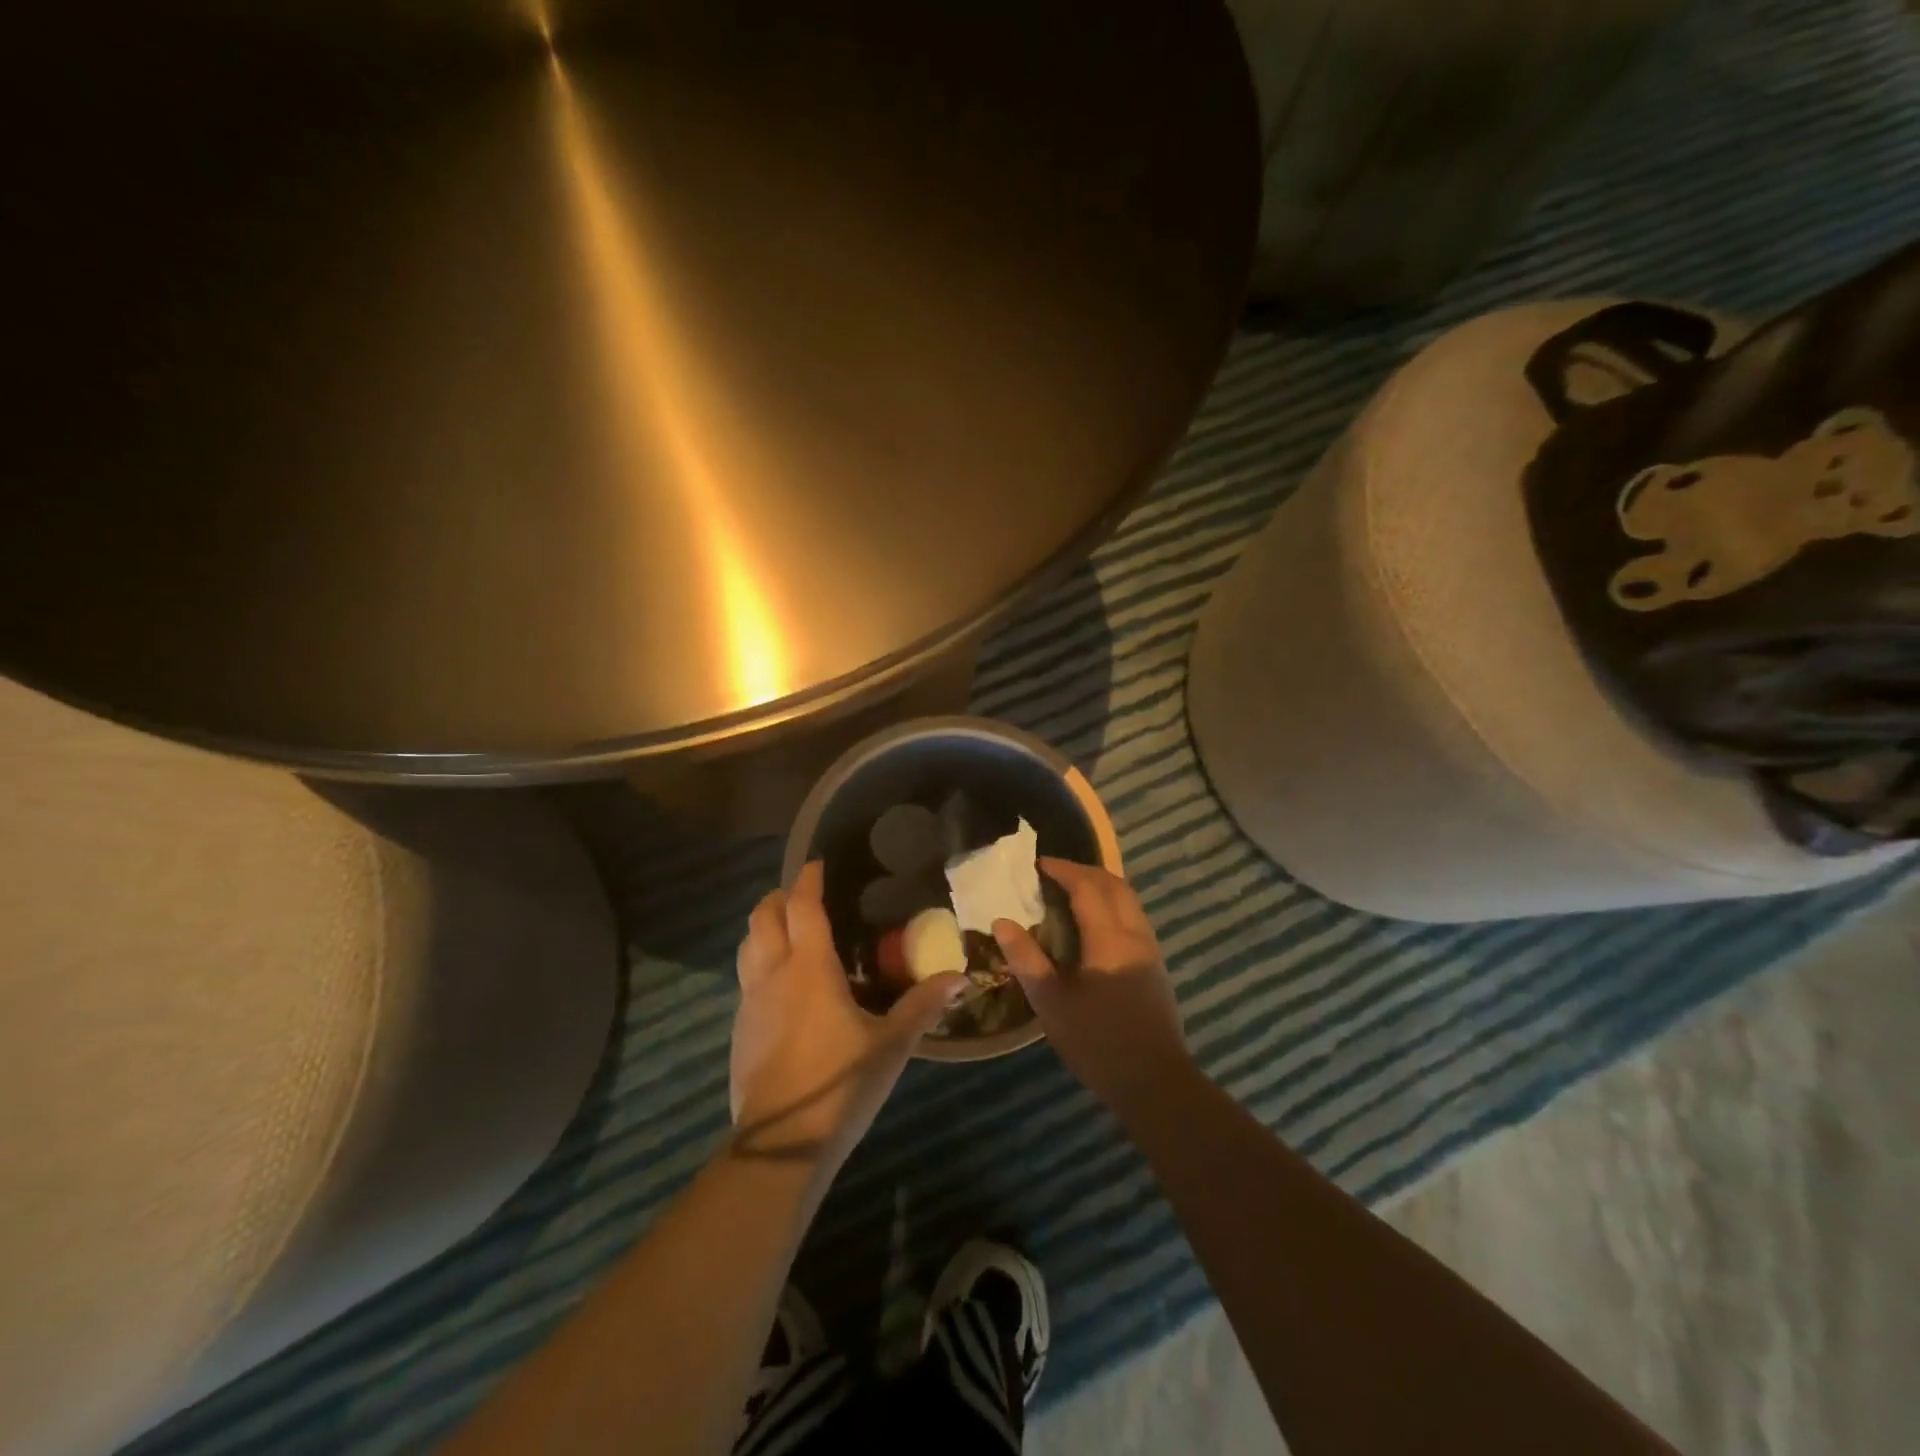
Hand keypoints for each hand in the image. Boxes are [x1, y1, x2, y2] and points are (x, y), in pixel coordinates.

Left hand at [731, 861, 963, 1168]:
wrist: (781, 1143)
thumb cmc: (841, 1083)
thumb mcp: (891, 1045)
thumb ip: (923, 1006)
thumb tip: (961, 977)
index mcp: (809, 967)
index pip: (802, 906)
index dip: (808, 879)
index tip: (818, 863)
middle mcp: (773, 974)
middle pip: (762, 917)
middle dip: (779, 897)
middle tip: (804, 896)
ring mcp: (749, 1002)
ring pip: (747, 946)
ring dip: (764, 928)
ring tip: (789, 933)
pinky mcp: (739, 1030)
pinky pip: (746, 979)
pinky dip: (760, 964)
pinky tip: (782, 988)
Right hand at [992, 858, 1193, 1117]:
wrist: (1155, 1082)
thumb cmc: (1098, 1042)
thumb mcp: (1051, 1003)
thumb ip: (1026, 958)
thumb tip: (1002, 922)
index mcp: (1109, 937)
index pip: (1087, 886)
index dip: (1063, 870)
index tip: (1038, 864)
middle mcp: (1134, 934)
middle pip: (1114, 885)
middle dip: (1084, 871)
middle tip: (1054, 873)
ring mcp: (1150, 950)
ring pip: (1129, 900)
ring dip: (1102, 887)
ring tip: (1072, 893)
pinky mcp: (1156, 966)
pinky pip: (1134, 918)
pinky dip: (1113, 905)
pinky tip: (1094, 925)